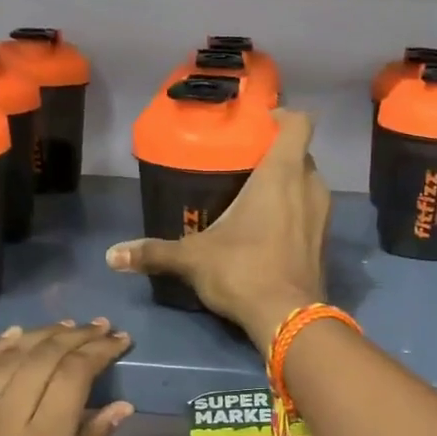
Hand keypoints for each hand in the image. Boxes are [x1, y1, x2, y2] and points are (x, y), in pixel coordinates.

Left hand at [0, 320, 134, 435]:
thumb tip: (119, 407)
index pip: (74, 376)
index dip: (99, 351)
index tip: (120, 341)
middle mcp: (6, 422)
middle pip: (42, 359)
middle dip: (76, 337)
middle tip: (101, 328)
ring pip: (8, 359)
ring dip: (40, 336)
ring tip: (67, 327)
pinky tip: (15, 335)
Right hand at [106, 109, 330, 350]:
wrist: (289, 319)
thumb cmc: (243, 271)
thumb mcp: (193, 258)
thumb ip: (154, 252)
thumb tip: (111, 256)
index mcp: (282, 174)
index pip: (299, 123)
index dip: (283, 116)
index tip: (259, 123)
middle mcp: (310, 186)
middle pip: (301, 154)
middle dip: (277, 156)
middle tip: (245, 165)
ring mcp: (323, 216)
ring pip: (308, 185)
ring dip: (288, 186)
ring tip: (255, 198)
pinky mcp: (325, 243)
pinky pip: (311, 214)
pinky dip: (295, 214)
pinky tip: (269, 232)